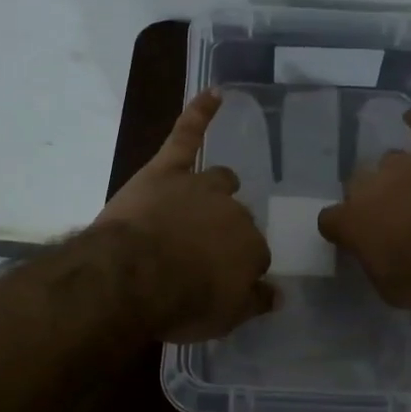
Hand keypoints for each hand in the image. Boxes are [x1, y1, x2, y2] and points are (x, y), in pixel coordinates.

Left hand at [96, 90, 276, 340]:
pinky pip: (187, 134)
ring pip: (220, 180)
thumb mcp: (224, 318)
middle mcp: (234, 213)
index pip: (254, 256)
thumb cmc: (180, 303)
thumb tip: (278, 294)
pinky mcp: (167, 169)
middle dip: (225, 233)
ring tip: (206, 199)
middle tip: (201, 253)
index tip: (220, 282)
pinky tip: (214, 93)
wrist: (132, 276)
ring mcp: (200, 186)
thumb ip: (254, 302)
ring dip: (218, 188)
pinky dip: (200, 113)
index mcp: (251, 249)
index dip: (237, 269)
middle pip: (238, 218)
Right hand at [318, 108, 410, 308]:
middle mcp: (370, 186)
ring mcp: (405, 163)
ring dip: (397, 174)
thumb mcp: (391, 288)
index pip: (329, 220)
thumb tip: (375, 253)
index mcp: (351, 221)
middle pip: (357, 184)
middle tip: (389, 216)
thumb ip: (375, 263)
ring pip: (389, 160)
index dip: (340, 229)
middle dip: (369, 198)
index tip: (351, 239)